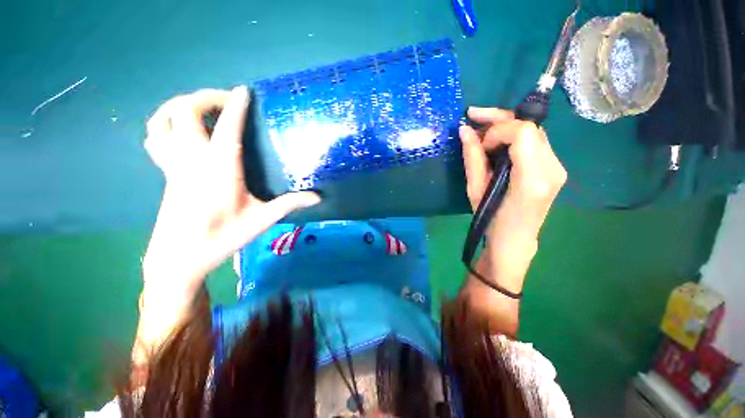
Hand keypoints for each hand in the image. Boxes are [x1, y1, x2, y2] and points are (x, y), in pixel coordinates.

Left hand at [142, 87, 320, 295]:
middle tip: (228, 101)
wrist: (179, 257)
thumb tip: (317, 197)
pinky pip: (156, 136)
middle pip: (186, 111)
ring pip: (163, 119)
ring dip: (180, 105)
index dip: (236, 105)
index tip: (245, 90)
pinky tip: (181, 130)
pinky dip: (166, 123)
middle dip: (207, 97)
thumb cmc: (222, 238)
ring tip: (201, 108)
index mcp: (219, 169)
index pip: (227, 128)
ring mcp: (174, 164)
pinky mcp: (166, 172)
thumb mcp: (262, 220)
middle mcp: (192, 159)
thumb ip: (290, 204)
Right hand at [460, 107, 565, 246]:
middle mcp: (553, 168)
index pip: (523, 132)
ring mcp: (558, 167)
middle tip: (473, 118)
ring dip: (505, 128)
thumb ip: (472, 158)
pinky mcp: (555, 167)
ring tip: (483, 135)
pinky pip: (534, 142)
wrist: (515, 240)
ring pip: (532, 131)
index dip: (497, 130)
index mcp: (533, 178)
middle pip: (531, 126)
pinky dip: (513, 138)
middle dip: (499, 119)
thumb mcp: (475, 190)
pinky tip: (497, 145)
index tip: (480, 144)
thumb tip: (464, 130)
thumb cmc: (491, 220)